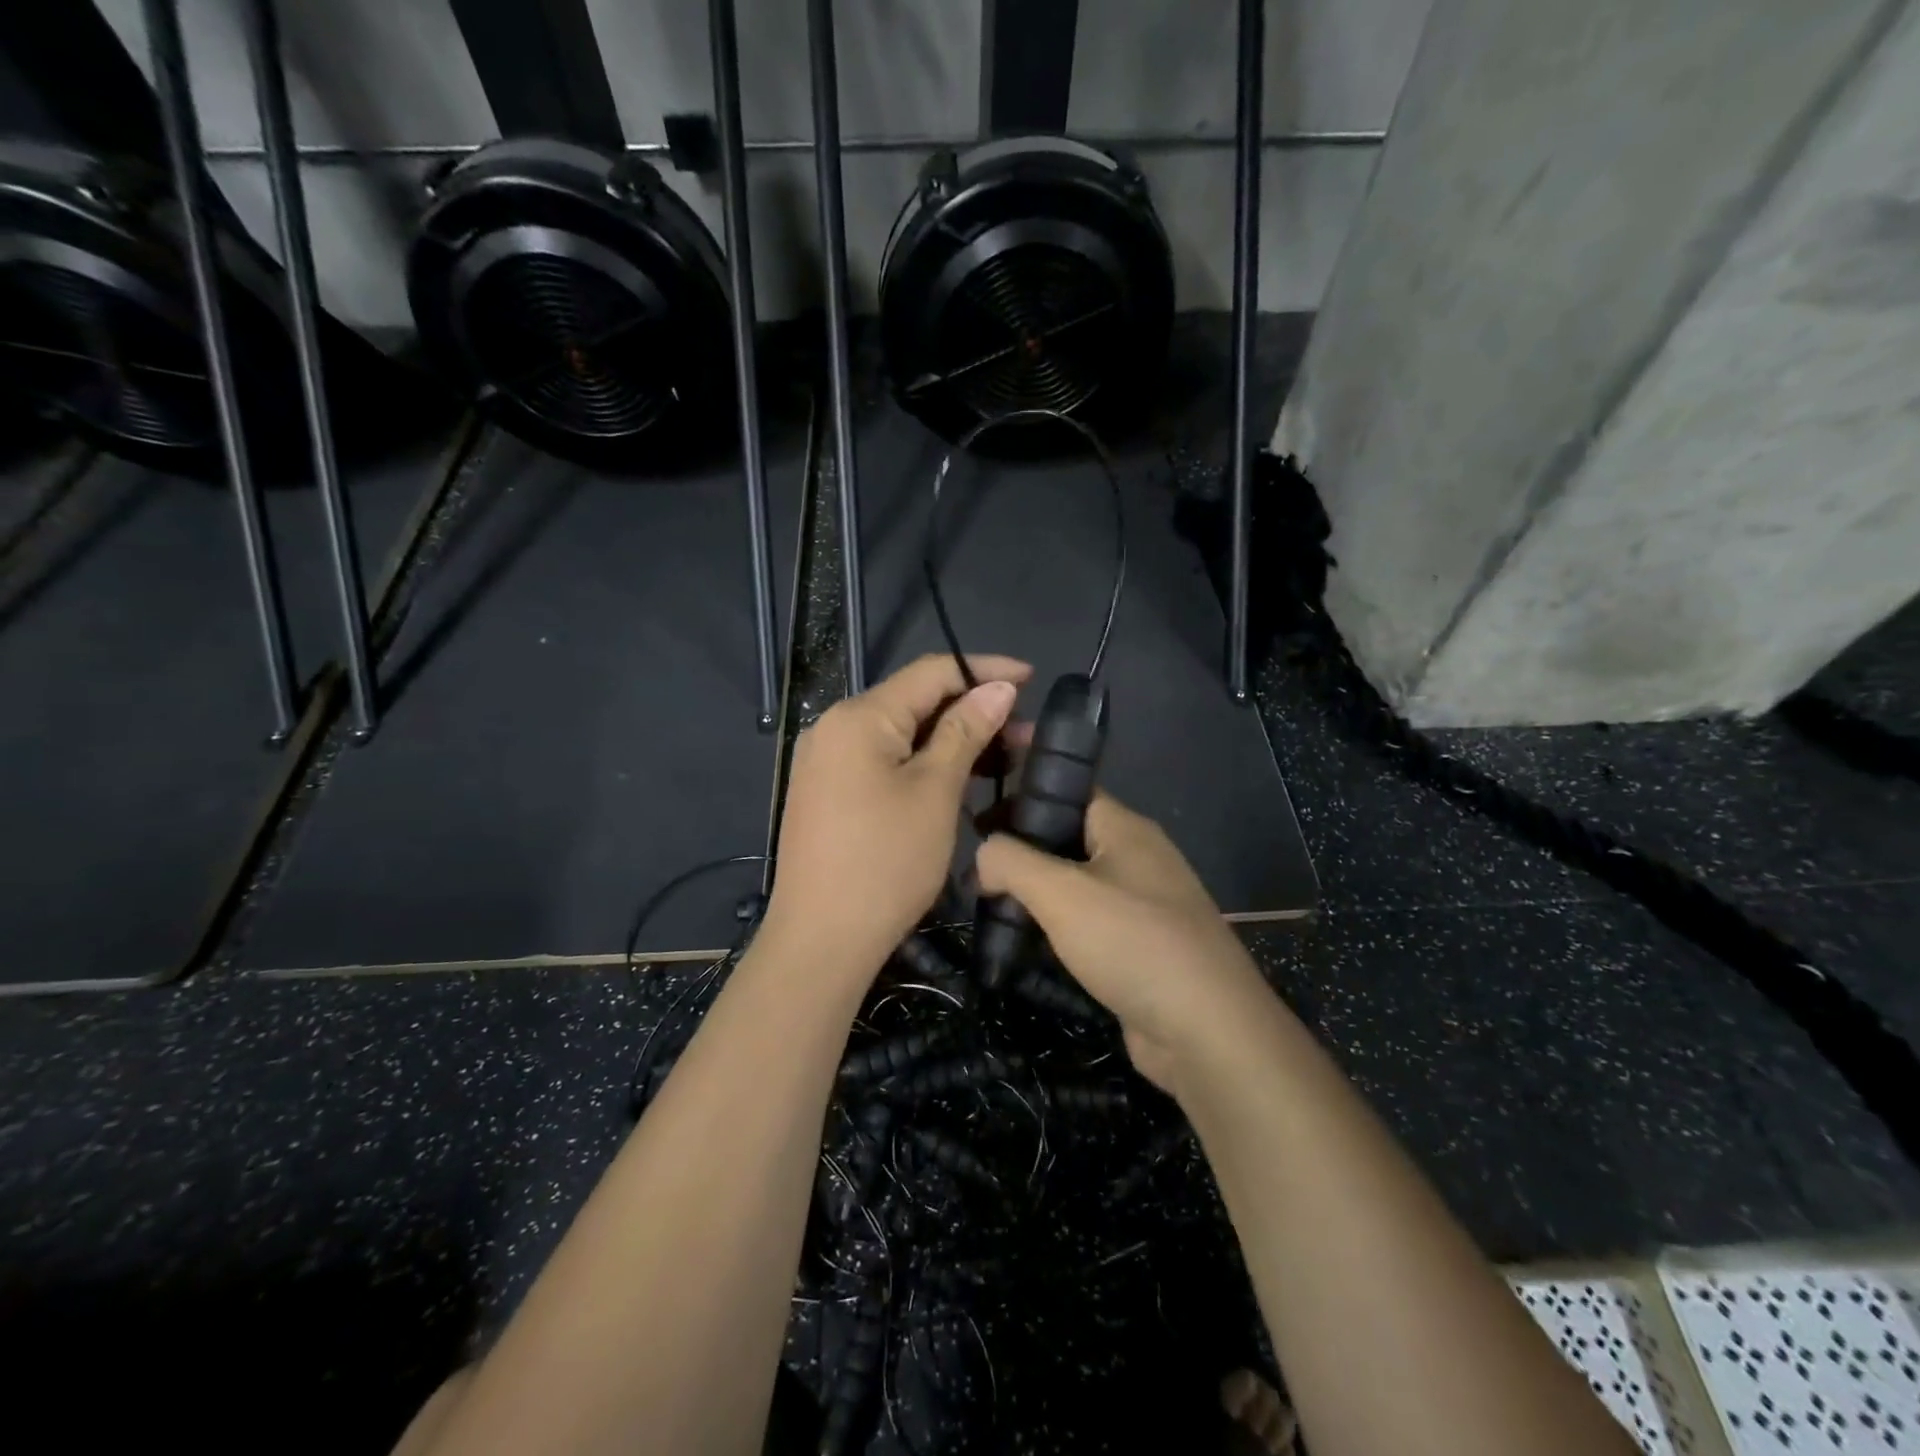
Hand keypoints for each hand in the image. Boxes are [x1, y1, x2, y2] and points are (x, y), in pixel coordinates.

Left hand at [764, 654, 1028, 985]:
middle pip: (915, 701)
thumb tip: (999, 688)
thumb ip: (966, 731)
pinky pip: (883, 759)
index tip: (1032, 678)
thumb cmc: (886, 862)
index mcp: (859, 716)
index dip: (984, 669)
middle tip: (1025, 733)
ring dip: (952, 739)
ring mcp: (827, 761)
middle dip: (973, 709)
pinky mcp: (828, 791)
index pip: (931, 672)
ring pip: (901, 733)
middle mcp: (835, 727)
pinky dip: (923, 762)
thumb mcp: (935, 792)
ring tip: (1004, 757)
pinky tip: (959, 776)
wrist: (821, 941)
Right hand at [975, 792, 1274, 1092]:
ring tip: (988, 903)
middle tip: (975, 865)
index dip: (1024, 793)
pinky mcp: (1141, 948)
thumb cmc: (1132, 943)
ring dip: (1036, 892)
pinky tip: (1025, 942)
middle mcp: (1139, 858)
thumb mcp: (1060, 892)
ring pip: (1077, 884)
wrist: (1206, 1032)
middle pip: (1069, 838)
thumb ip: (1012, 861)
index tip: (980, 812)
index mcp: (1126, 829)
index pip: (1069, 792)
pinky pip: (1090, 922)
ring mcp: (1144, 905)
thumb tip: (983, 854)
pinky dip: (1057, 927)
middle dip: (1022, 848)